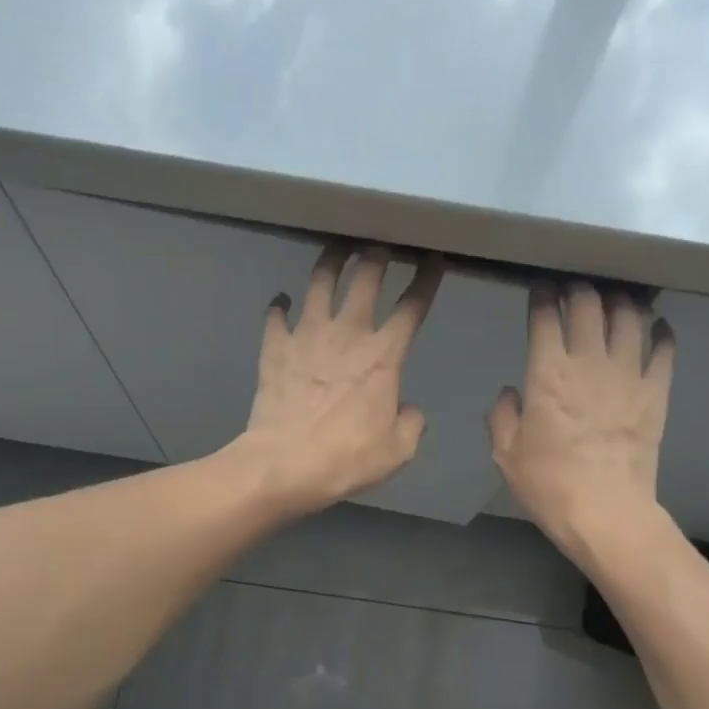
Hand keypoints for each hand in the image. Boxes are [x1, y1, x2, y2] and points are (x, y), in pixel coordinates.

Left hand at [238, 243, 442, 514]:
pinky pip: (276, 316)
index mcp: (383, 356)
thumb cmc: (346, 458)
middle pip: (365, 278)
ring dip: (331, 261)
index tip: (433, 259)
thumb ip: (411, 423)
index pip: (412, 306)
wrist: (284, 464)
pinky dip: (279, 306)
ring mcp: (306, 336)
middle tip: (381, 244)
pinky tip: (281, 301)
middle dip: (377, 254)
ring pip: (320, 282)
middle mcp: (347, 333)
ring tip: (337, 250)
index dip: (426, 279)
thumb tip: (408, 408)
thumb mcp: (397, 450)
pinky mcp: (275, 348)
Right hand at [488, 282, 674, 557]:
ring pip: (630, 316)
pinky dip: (661, 331)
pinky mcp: (656, 391)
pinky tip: (656, 327)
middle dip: (580, 289)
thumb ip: (503, 416)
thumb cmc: (549, 484)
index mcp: (547, 373)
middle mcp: (589, 362)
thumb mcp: (507, 455)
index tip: (540, 288)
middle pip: (589, 304)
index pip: (546, 315)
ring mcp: (628, 374)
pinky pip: (664, 348)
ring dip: (621, 301)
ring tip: (615, 299)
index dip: (542, 295)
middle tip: (576, 290)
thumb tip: (511, 392)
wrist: (606, 512)